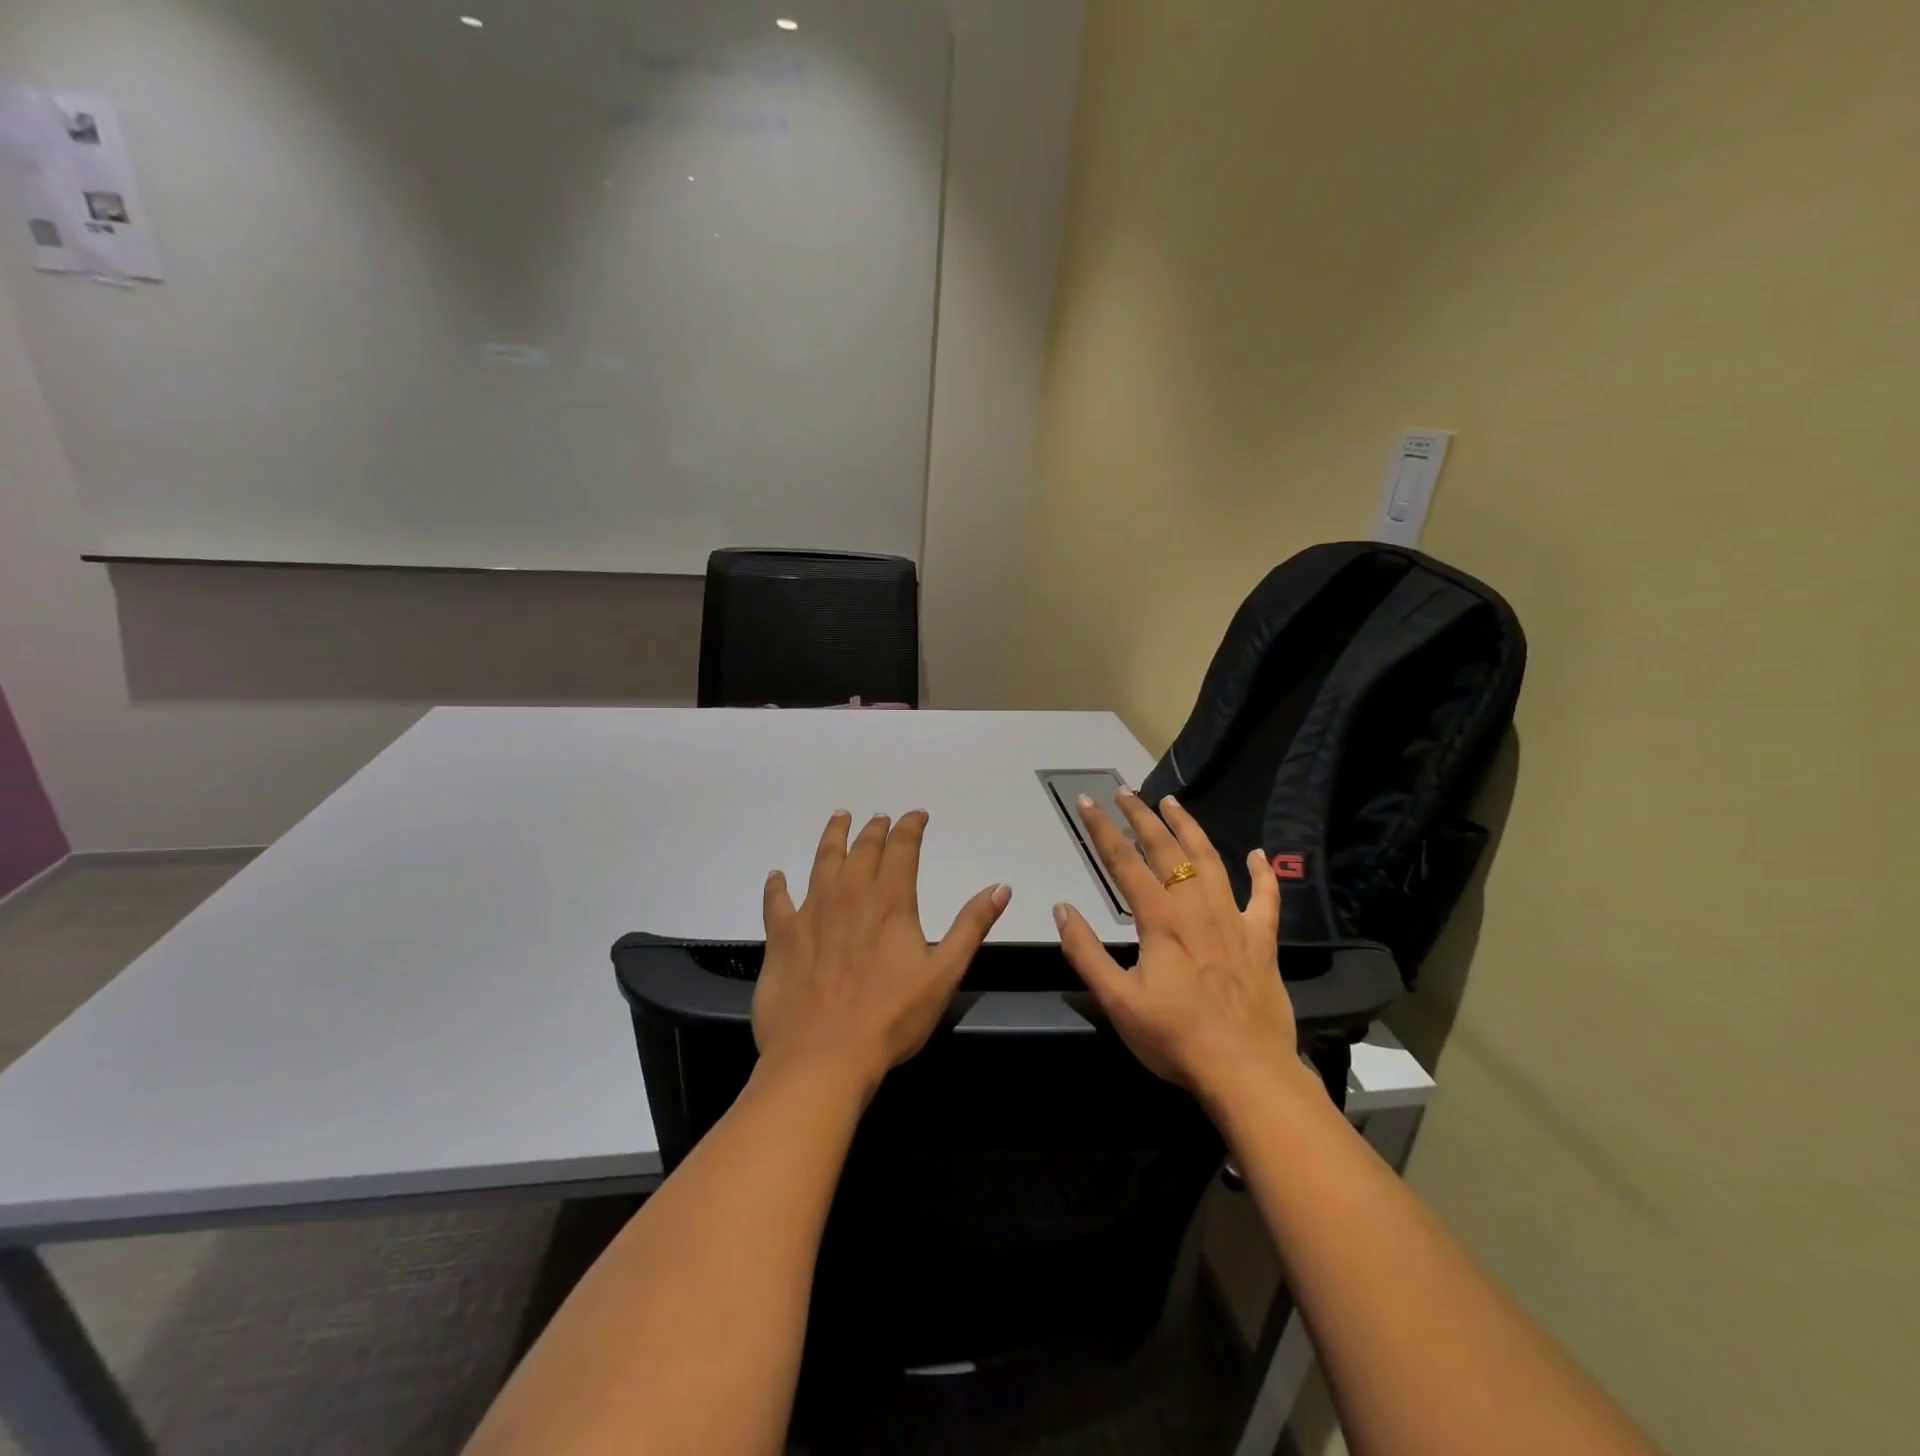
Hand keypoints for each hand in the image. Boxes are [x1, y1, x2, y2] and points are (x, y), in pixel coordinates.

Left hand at [755, 810, 1010, 1096]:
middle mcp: (850, 895)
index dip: (911, 827)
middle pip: (863, 849)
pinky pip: (776, 901)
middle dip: (875, 829)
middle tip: (880, 818)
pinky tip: (777, 876)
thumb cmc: (891, 1018)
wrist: (824, 1056)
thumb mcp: (944, 974)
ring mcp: (811, 912)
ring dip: (833, 836)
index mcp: (890, 902)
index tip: (917, 815)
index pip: (903, 849)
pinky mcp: (782, 937)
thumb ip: (971, 927)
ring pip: (823, 861)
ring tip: (840, 818)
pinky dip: (777, 886)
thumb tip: (1001, 887)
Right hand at [1054, 790, 1300, 1106]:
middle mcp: (1196, 908)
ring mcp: (1233, 921)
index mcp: (1160, 920)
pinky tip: (1258, 855)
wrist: (1247, 1072)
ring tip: (1173, 802)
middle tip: (1124, 792)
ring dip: (1189, 829)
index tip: (1086, 801)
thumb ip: (1086, 952)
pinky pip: (1265, 899)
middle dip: (1141, 817)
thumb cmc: (1175, 1039)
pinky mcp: (1261, 941)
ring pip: (1210, 861)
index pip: (1123, 862)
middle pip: (1165, 850)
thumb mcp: (1117, 1001)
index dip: (1102, 829)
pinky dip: (1263, 875)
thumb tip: (1062, 908)